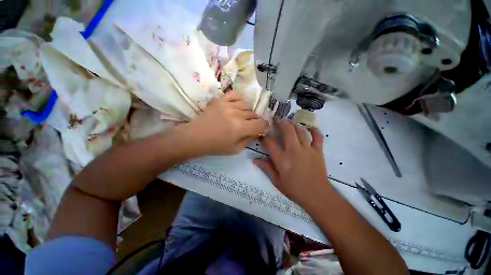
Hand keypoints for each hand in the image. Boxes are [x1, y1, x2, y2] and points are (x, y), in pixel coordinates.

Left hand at [184, 91, 267, 154]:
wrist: (196, 136)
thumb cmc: (216, 146)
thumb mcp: (236, 149)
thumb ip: (249, 139)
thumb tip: (258, 132)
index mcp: (240, 128)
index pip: (260, 124)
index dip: (264, 126)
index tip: (262, 128)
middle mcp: (236, 114)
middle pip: (254, 114)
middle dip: (254, 121)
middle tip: (249, 126)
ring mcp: (227, 105)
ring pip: (246, 106)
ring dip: (247, 113)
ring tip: (241, 118)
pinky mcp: (220, 99)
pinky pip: (236, 95)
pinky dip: (239, 100)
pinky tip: (237, 106)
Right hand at [253, 120, 329, 206]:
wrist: (317, 196)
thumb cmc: (295, 190)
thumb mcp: (277, 181)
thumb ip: (266, 168)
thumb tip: (255, 160)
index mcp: (283, 160)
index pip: (270, 143)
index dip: (264, 137)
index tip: (262, 134)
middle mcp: (294, 151)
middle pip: (287, 131)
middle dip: (280, 123)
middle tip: (276, 120)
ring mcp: (308, 150)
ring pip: (300, 131)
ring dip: (293, 124)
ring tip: (288, 121)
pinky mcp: (318, 151)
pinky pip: (317, 136)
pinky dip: (313, 129)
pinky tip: (307, 127)